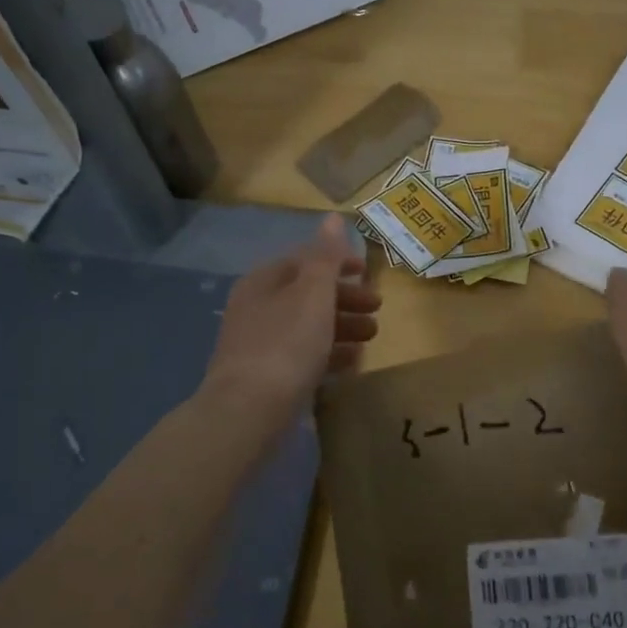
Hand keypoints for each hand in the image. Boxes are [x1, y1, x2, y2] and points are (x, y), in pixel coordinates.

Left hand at [200, 213, 381, 426]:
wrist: (248, 410)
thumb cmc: (286, 343)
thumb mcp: (312, 294)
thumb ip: (326, 257)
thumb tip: (332, 217)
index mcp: (264, 282)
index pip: (305, 260)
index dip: (338, 262)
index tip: (368, 271)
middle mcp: (258, 308)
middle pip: (308, 294)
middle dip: (346, 299)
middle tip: (378, 308)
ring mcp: (260, 343)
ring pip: (308, 326)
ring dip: (342, 326)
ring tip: (372, 337)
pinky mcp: (267, 376)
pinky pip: (304, 356)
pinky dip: (330, 353)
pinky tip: (352, 362)